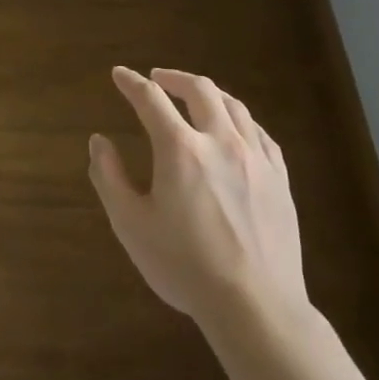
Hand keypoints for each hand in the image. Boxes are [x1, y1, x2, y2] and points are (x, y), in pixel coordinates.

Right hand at [88, 67, 309, 333]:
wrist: (255, 305)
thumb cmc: (184, 266)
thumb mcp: (131, 224)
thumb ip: (109, 177)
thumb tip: (99, 141)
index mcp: (181, 150)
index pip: (151, 100)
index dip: (131, 83)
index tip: (119, 74)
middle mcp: (221, 142)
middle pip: (200, 90)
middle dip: (174, 78)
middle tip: (158, 78)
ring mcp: (256, 159)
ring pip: (234, 107)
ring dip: (209, 93)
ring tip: (195, 96)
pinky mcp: (279, 179)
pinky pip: (260, 133)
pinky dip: (239, 120)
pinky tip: (235, 130)